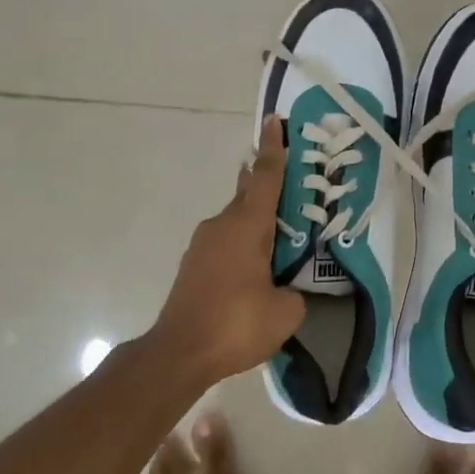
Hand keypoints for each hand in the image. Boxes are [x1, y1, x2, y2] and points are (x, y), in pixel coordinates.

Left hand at [144, 117, 306, 382]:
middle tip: (296, 190)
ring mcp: (203, 245)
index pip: (265, 177)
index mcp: (247, 226)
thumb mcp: (285, 312)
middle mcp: (222, 225)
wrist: (179, 352)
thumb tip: (288, 290)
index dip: (273, 149)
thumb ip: (295, 292)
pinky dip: (243, 245)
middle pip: (249, 195)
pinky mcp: (193, 266)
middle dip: (270, 188)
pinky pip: (225, 243)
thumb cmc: (236, 324)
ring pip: (236, 221)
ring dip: (256, 223)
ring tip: (281, 241)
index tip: (274, 121)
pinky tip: (256, 270)